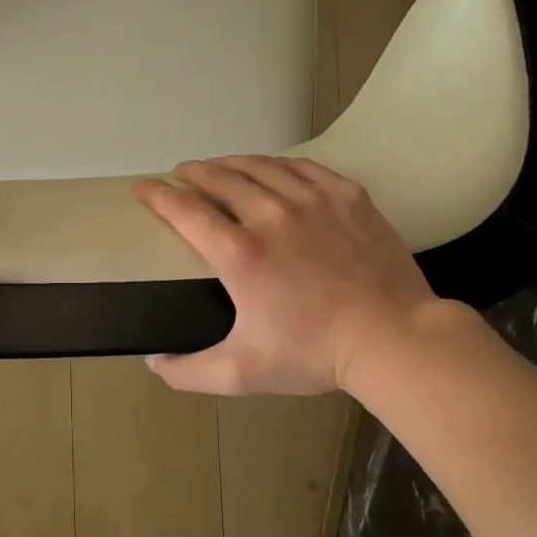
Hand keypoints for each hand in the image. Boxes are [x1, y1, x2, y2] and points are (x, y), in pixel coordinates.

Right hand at [132, 156, 445, 396]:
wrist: (393, 339)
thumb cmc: (313, 355)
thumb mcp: (241, 374)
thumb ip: (189, 372)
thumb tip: (153, 361)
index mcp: (239, 254)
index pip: (185, 209)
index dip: (157, 194)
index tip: (143, 187)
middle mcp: (270, 215)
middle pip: (220, 177)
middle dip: (193, 172)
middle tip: (181, 174)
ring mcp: (313, 200)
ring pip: (260, 166)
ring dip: (231, 163)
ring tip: (218, 166)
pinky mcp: (347, 196)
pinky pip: (302, 166)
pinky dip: (277, 163)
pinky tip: (271, 168)